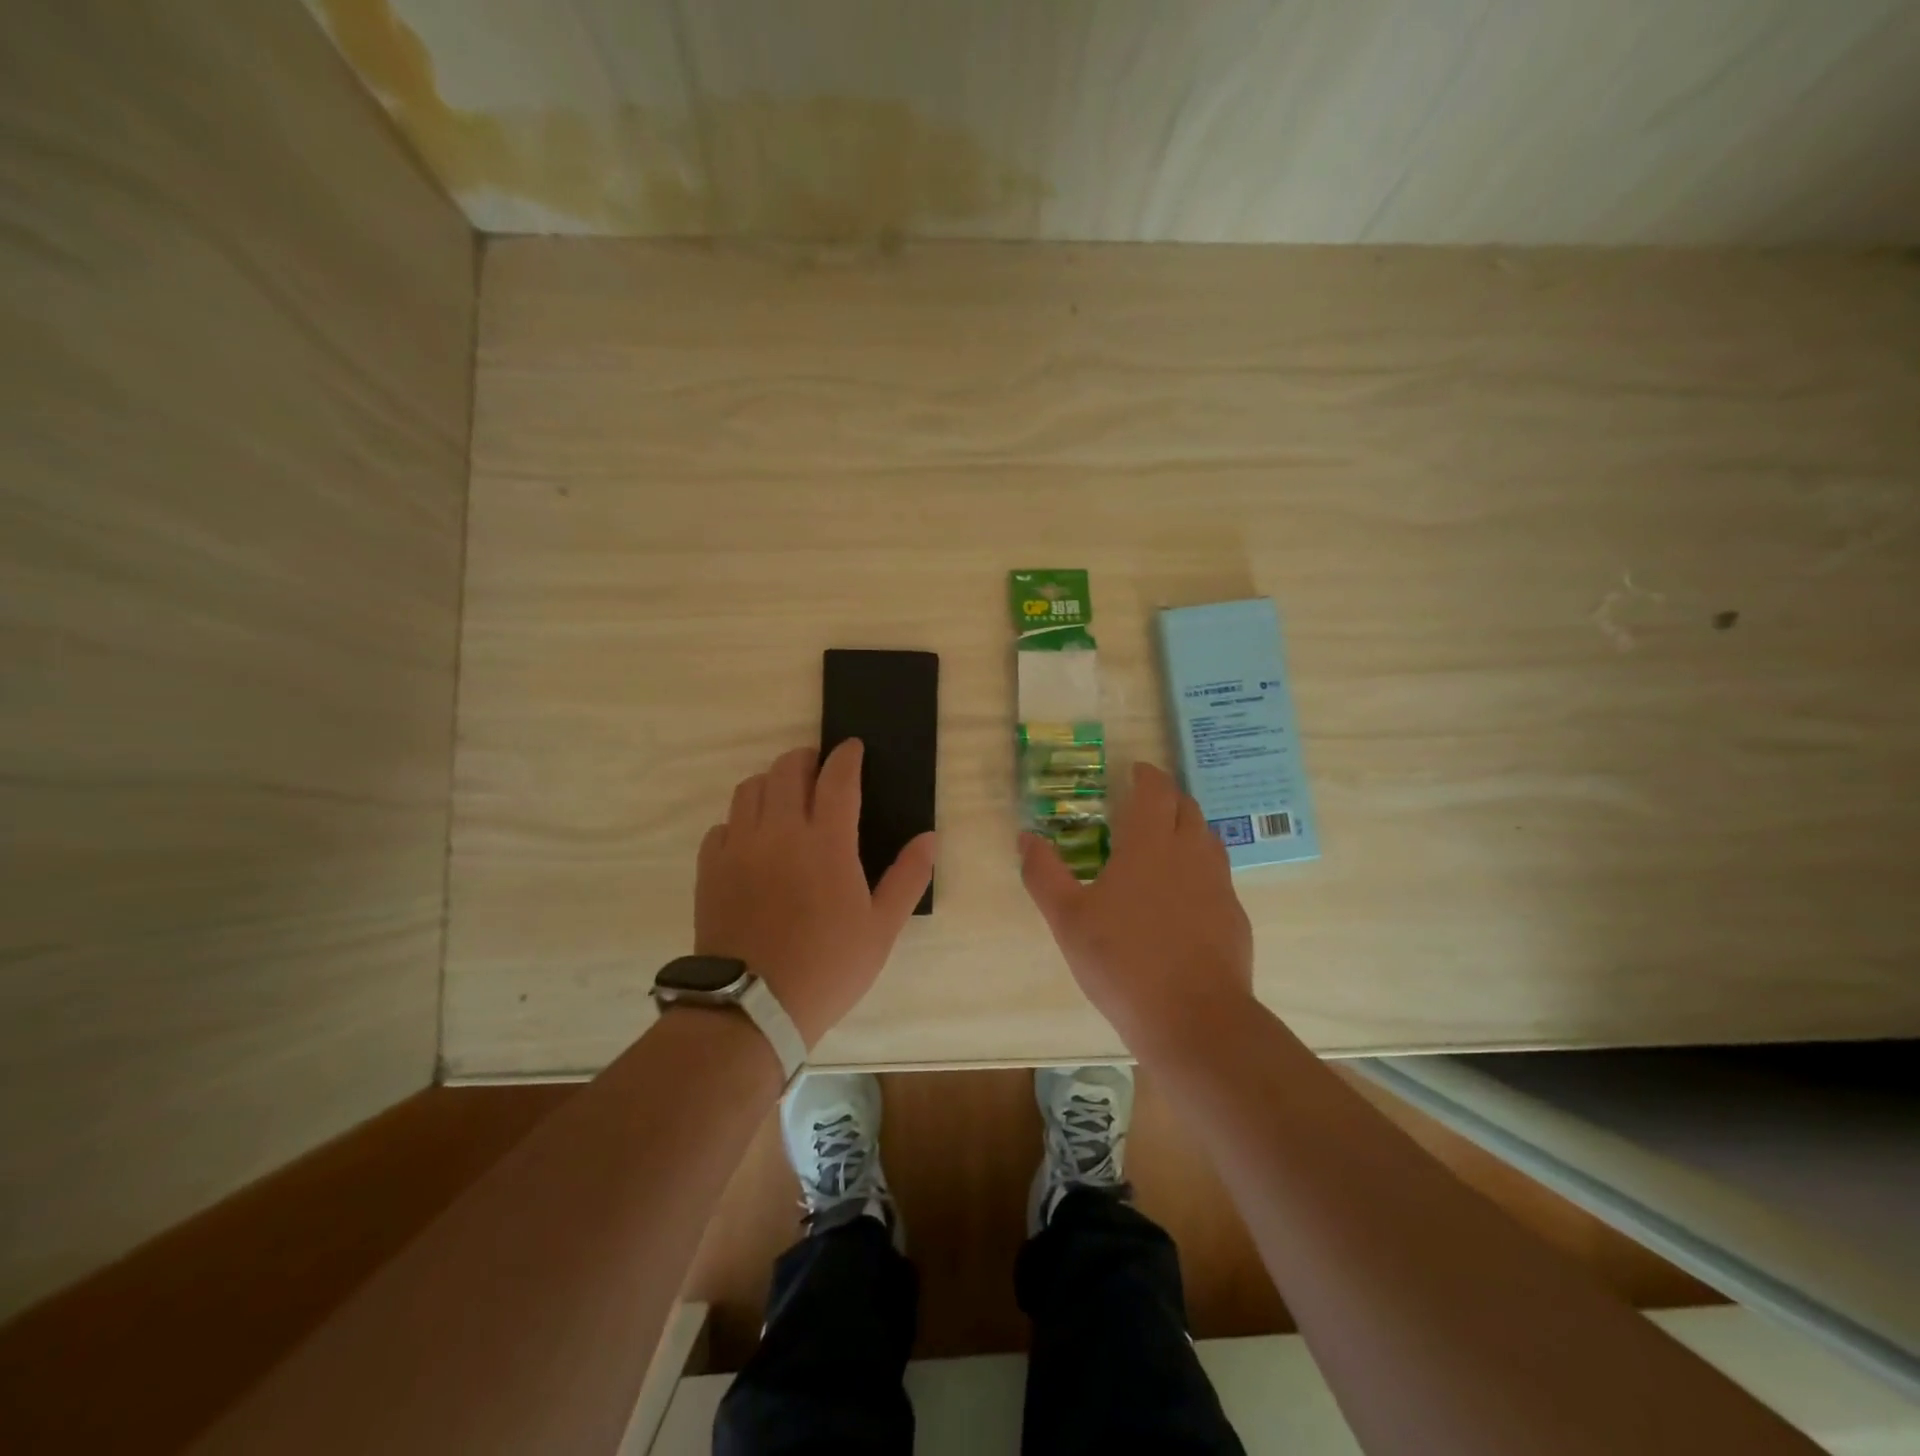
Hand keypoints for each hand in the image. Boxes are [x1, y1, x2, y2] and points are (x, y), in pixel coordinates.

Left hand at [695, 740, 935, 1047]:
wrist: (753, 1006)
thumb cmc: (828, 966)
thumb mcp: (882, 928)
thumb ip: (907, 877)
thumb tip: (929, 837)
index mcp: (827, 842)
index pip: (838, 778)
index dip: (847, 756)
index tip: (852, 747)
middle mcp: (781, 832)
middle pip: (788, 770)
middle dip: (806, 758)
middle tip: (819, 768)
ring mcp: (740, 847)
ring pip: (750, 789)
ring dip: (772, 782)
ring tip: (786, 797)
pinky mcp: (710, 868)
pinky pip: (723, 825)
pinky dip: (740, 820)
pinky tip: (752, 839)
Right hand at [1020, 761, 1254, 1055]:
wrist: (1193, 1019)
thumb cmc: (1122, 961)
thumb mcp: (1067, 918)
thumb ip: (1044, 873)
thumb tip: (1025, 837)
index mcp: (1150, 844)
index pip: (1156, 790)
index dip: (1146, 775)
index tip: (1135, 771)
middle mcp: (1190, 853)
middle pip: (1187, 807)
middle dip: (1167, 797)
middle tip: (1143, 806)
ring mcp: (1218, 885)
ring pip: (1207, 839)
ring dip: (1187, 829)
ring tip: (1163, 845)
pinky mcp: (1234, 917)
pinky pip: (1217, 877)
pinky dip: (1199, 870)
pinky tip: (1182, 899)